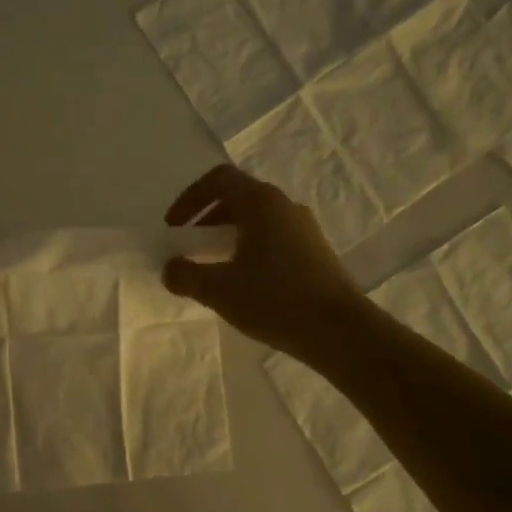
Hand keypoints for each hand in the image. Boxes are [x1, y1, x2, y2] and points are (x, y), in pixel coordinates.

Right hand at [161, 165, 359, 357]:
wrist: (340, 331)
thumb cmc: (275, 300)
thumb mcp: (219, 290)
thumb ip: (185, 275)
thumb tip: (170, 269)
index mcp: (261, 203)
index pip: (218, 179)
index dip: (189, 198)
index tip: (174, 228)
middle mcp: (284, 206)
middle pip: (237, 196)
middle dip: (205, 218)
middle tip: (188, 246)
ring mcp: (303, 228)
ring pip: (256, 218)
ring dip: (227, 234)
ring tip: (212, 266)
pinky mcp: (314, 251)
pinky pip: (272, 236)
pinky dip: (248, 247)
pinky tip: (242, 281)